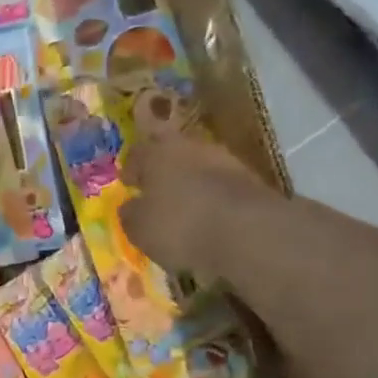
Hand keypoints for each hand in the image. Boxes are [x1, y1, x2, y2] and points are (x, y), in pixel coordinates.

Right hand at [119, 132, 272, 274]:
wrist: (248, 231)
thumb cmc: (180, 225)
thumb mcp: (140, 228)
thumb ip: (130, 214)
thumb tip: (130, 206)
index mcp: (156, 153)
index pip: (137, 152)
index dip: (130, 168)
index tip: (128, 182)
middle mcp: (190, 147)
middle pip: (171, 152)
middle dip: (162, 169)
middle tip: (154, 188)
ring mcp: (224, 159)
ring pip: (198, 166)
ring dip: (189, 181)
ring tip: (183, 204)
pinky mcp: (250, 179)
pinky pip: (220, 184)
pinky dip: (211, 196)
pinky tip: (208, 214)